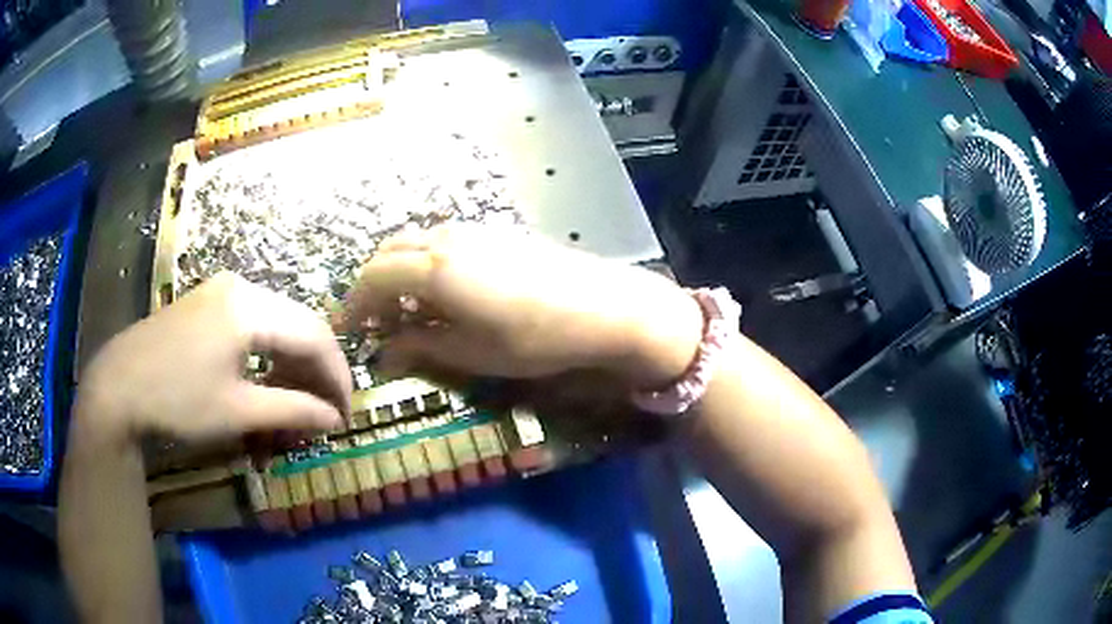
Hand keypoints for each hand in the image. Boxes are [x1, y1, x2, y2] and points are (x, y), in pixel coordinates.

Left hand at [79, 273, 350, 442]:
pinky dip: (268, 353)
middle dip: (317, 370)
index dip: (337, 377)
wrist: (117, 387)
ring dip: (292, 362)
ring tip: (296, 400)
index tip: (347, 414)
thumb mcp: (238, 412)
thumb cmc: (178, 400)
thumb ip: (293, 411)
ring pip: (277, 322)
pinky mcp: (207, 302)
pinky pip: (253, 322)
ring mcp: (221, 291)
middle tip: (325, 411)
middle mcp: (242, 287)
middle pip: (299, 324)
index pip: (315, 336)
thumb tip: (335, 420)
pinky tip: (264, 379)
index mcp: (250, 307)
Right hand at [337, 225, 703, 387]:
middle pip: (390, 253)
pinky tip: (443, 293)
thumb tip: (384, 354)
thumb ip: (421, 347)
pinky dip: (427, 264)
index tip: (349, 330)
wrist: (603, 306)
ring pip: (416, 243)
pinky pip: (443, 241)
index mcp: (433, 268)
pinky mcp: (497, 232)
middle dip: (373, 286)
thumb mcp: (472, 353)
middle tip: (375, 323)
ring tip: (408, 312)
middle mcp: (446, 238)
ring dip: (400, 273)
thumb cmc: (535, 337)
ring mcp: (474, 230)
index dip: (355, 304)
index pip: (373, 277)